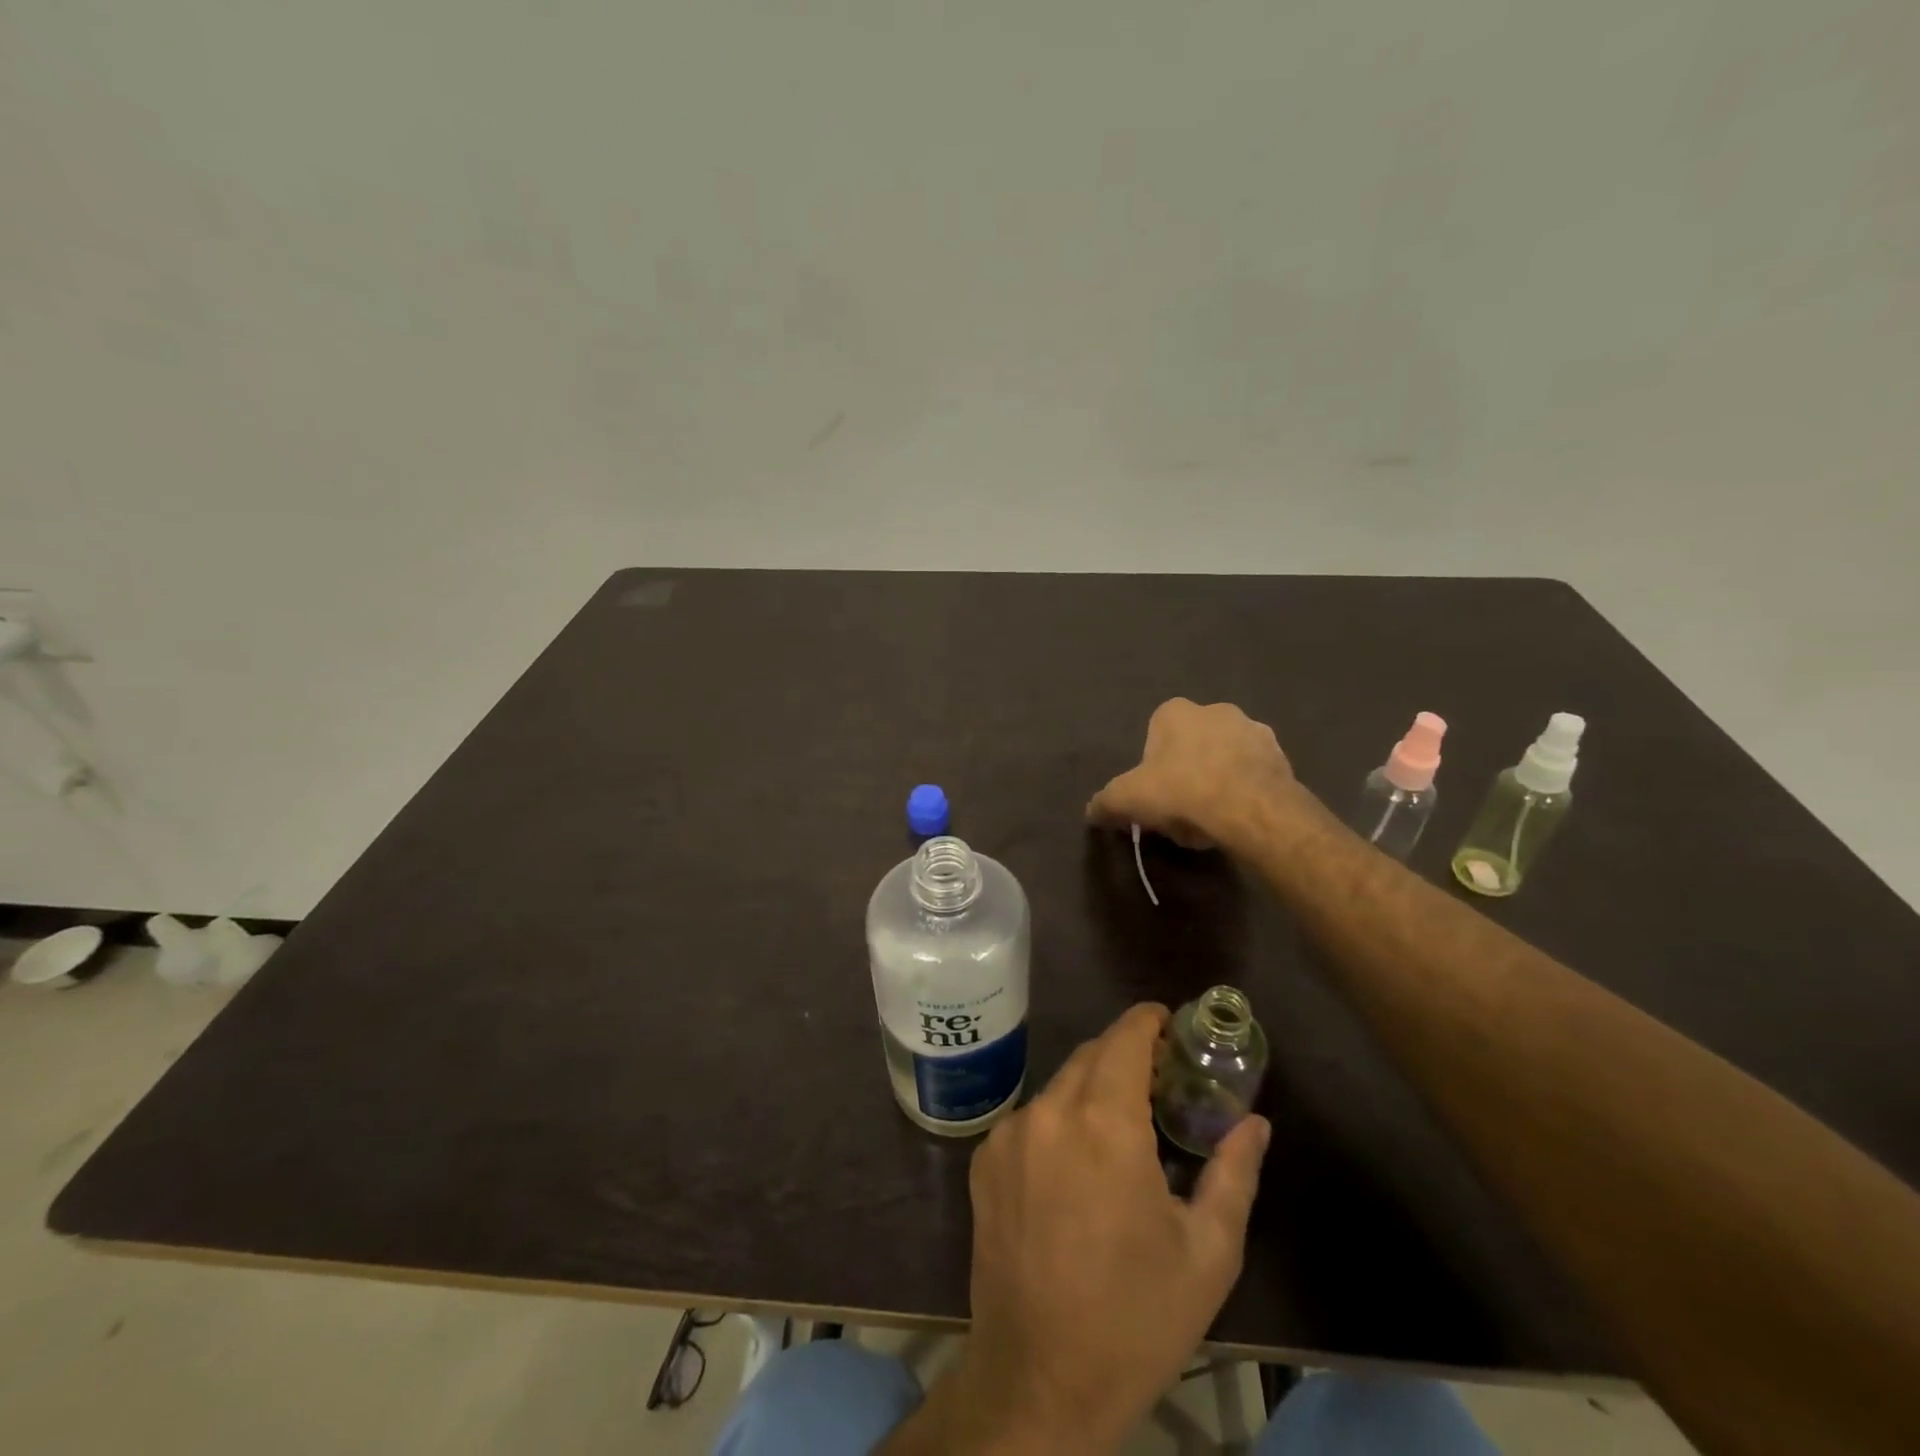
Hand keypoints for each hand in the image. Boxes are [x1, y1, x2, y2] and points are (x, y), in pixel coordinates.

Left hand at [948, 1005, 1270, 1451]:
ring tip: (1122, 1126)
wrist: (1037, 1380)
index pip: (1124, 1038)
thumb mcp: (1206, 1253)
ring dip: (1092, 1090)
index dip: (1147, 1021)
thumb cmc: (1135, 1318)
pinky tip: (1077, 1166)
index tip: (1169, 1024)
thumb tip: (1256, 1123)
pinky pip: (1031, 1119)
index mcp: (1104, 1123)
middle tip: (1159, 1080)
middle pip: (1091, 1056)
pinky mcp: (984, 1160)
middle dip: (1125, 1055)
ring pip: (1059, 1087)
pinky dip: (1059, 1121)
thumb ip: (1234, 1173)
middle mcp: (1049, 1112)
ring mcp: (1009, 1134)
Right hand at [1087, 698, 1295, 850]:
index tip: (1153, 794)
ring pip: (1224, 758)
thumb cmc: (1181, 792)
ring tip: (1210, 819)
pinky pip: (1253, 774)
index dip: (1152, 766)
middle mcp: (1216, 710)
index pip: (1155, 733)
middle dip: (1186, 771)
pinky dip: (1244, 791)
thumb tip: (1091, 811)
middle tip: (1179, 809)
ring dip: (1217, 780)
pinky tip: (1236, 818)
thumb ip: (1105, 803)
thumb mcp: (1126, 800)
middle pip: (1192, 744)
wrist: (1250, 810)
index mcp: (1176, 711)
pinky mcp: (1281, 756)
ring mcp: (1254, 731)